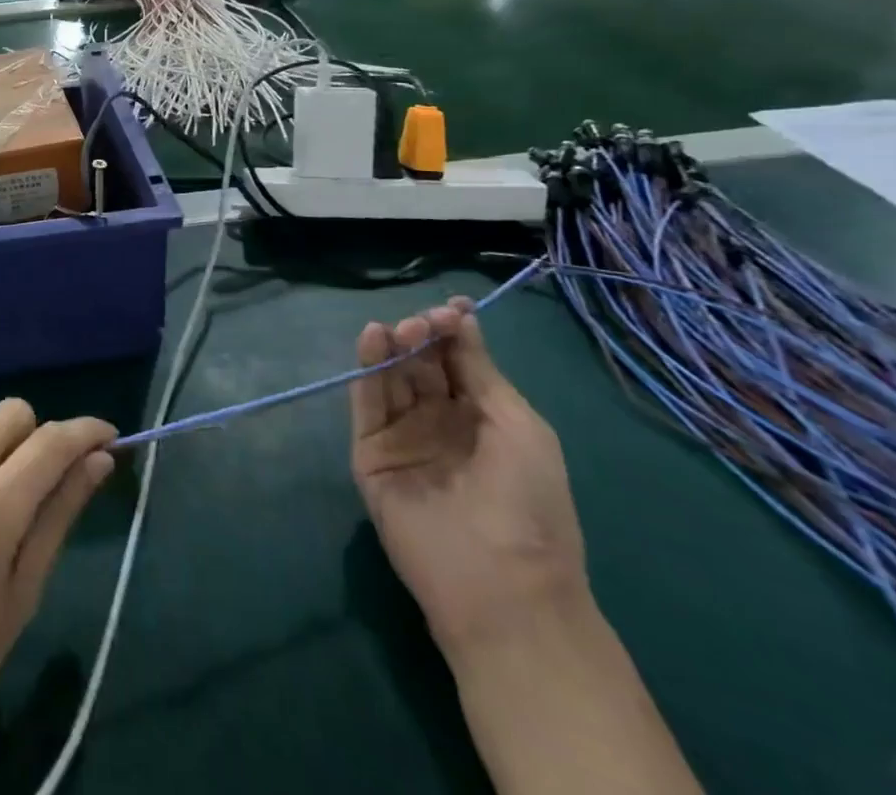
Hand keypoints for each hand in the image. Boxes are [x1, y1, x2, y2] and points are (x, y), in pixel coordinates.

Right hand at [349, 299, 589, 654]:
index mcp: (481, 417)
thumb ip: (480, 370)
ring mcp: (402, 436)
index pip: (457, 360)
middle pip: (420, 364)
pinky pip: (366, 403)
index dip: (452, 331)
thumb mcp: (519, 425)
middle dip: (421, 336)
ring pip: (390, 378)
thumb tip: (461, 318)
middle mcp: (438, 420)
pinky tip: (373, 340)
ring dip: (392, 346)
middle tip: (422, 324)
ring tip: (396, 329)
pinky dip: (366, 370)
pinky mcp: (370, 452)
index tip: (452, 308)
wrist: (499, 585)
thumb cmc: (529, 503)